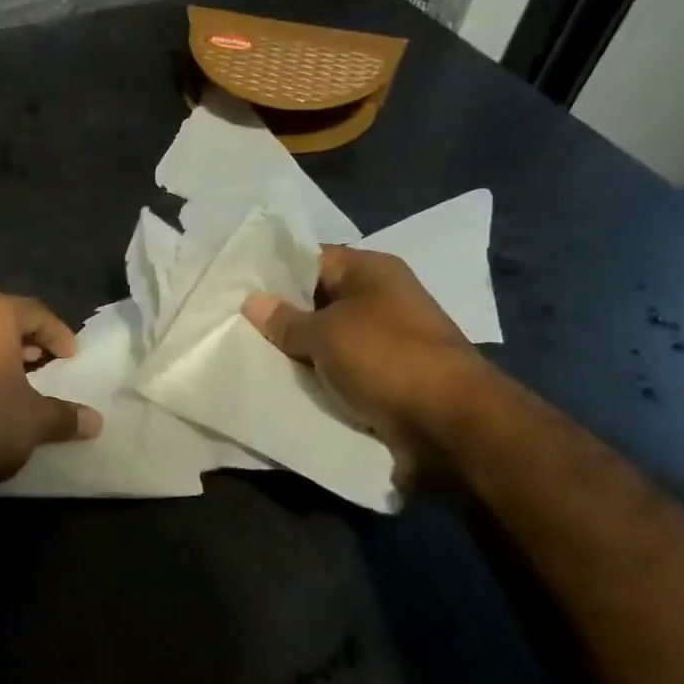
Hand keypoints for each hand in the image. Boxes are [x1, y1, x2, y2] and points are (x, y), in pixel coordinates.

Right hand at [243, 249, 491, 485]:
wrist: (449, 423)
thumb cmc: (386, 358)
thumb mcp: (326, 333)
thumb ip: (286, 320)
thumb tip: (253, 302)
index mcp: (372, 271)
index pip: (312, 260)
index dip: (275, 274)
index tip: (237, 290)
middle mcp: (381, 299)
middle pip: (318, 301)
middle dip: (281, 317)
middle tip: (234, 327)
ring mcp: (386, 340)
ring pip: (327, 340)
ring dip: (297, 352)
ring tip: (250, 356)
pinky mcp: (387, 378)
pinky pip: (341, 371)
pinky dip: (318, 378)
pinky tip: (283, 385)